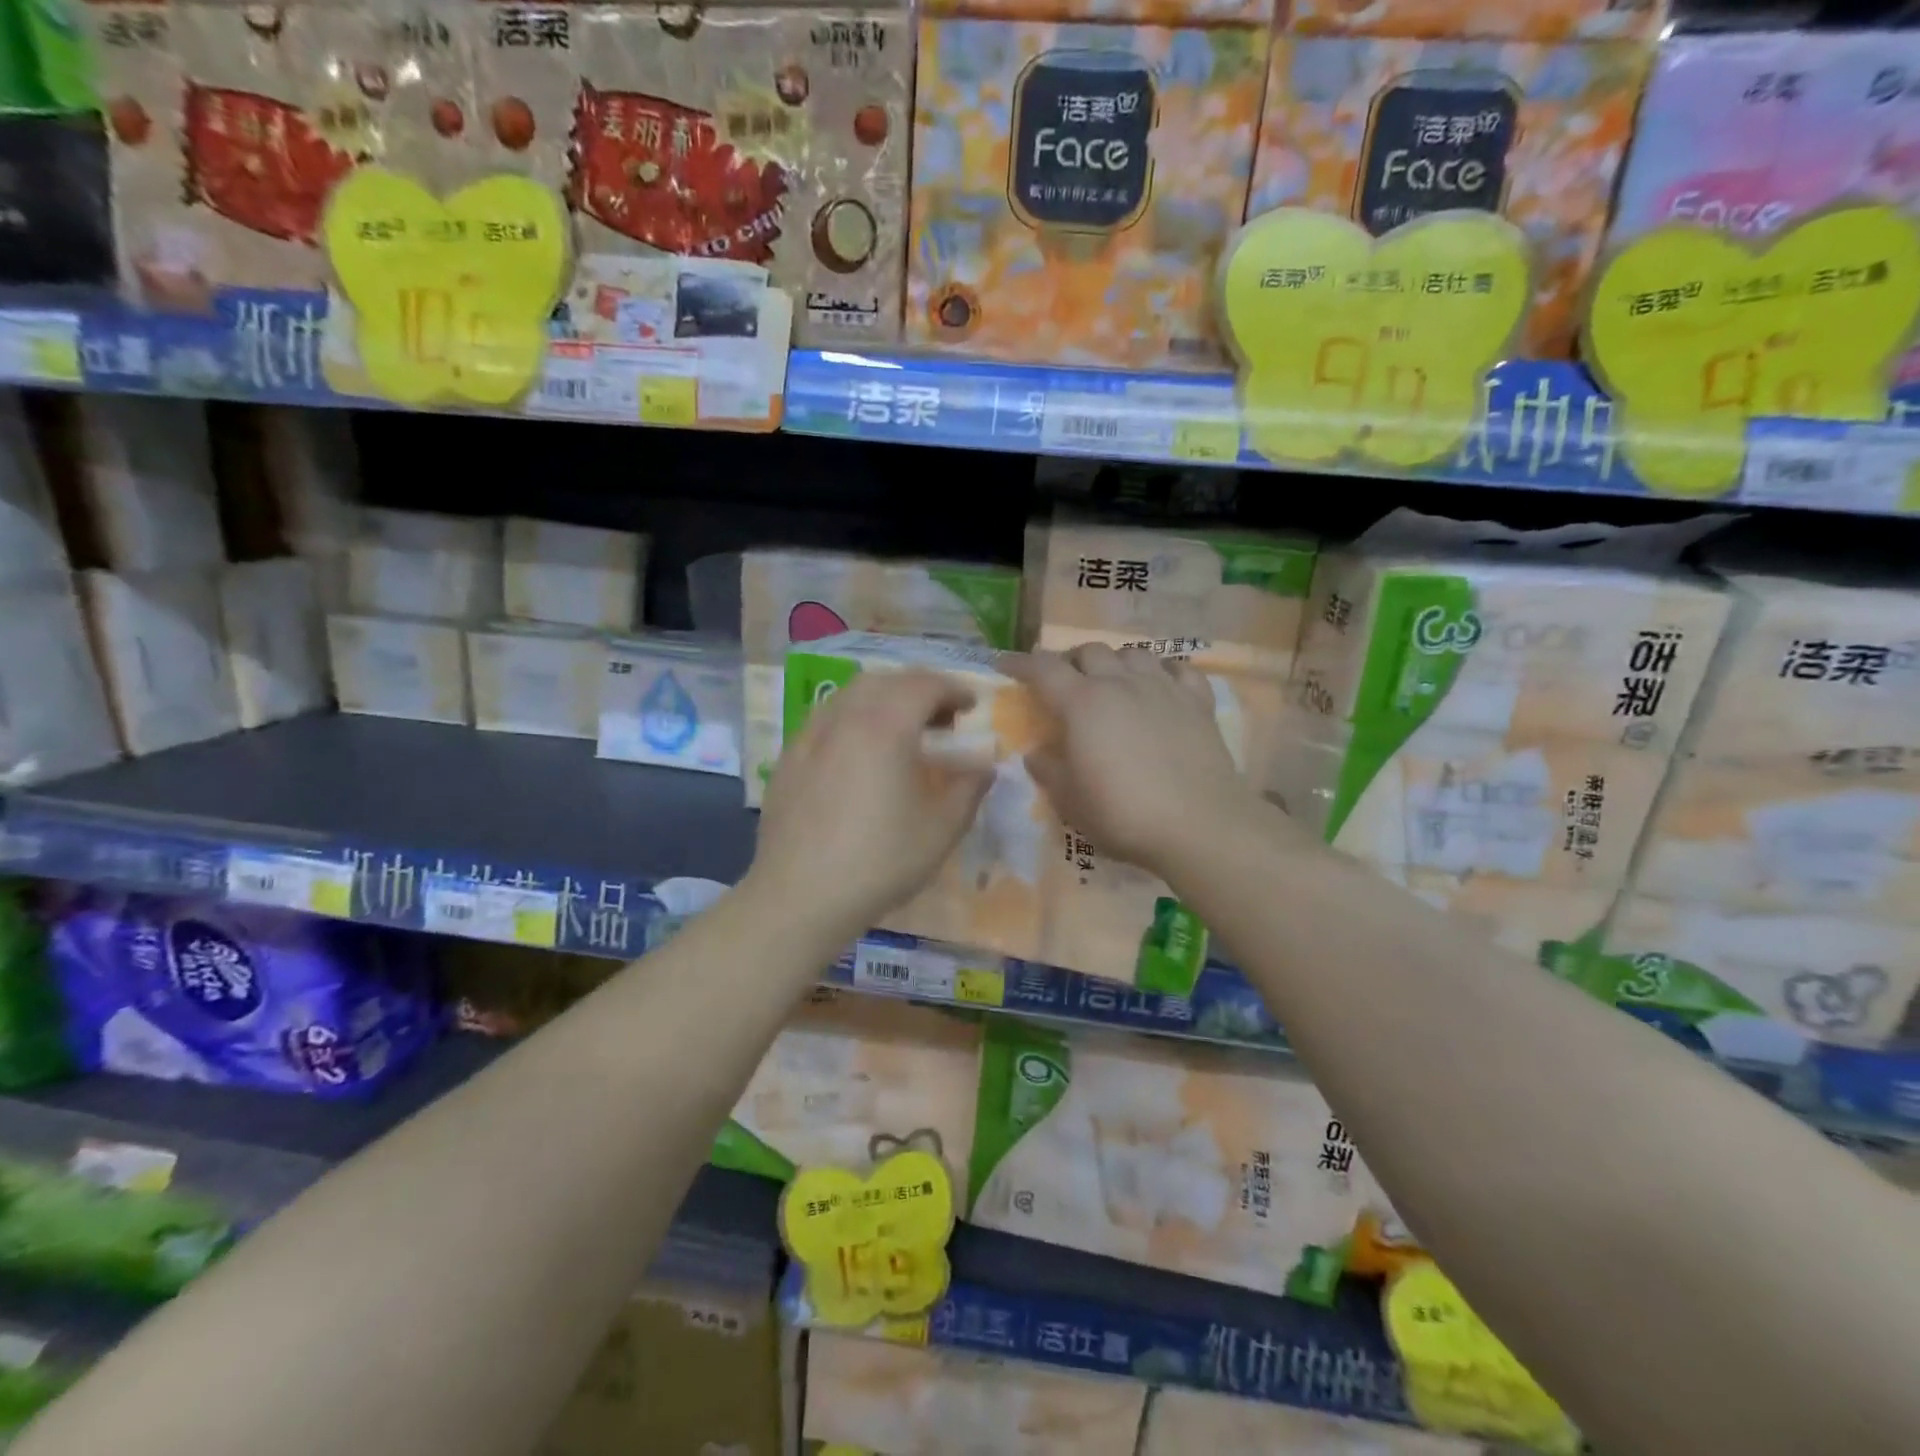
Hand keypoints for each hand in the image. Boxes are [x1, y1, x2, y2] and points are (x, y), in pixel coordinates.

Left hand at [747, 670, 991, 947]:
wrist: (800, 895)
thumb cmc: (881, 860)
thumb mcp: (942, 828)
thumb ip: (970, 789)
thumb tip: (984, 767)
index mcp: (886, 724)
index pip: (925, 685)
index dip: (955, 689)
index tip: (972, 706)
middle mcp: (845, 716)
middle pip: (886, 680)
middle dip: (919, 689)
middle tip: (941, 717)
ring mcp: (810, 735)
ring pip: (851, 695)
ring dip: (884, 700)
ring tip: (902, 731)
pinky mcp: (789, 757)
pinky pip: (828, 719)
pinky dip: (854, 719)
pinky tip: (860, 754)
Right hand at [1005, 645, 1251, 881]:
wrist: (1200, 825)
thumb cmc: (1123, 814)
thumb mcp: (1070, 801)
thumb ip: (1049, 770)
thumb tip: (1037, 753)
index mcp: (1082, 704)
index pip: (1043, 669)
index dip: (1020, 663)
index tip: (1005, 664)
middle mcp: (1121, 684)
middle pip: (1090, 651)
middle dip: (1070, 660)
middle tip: (1064, 683)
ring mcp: (1163, 688)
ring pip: (1134, 653)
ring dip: (1115, 662)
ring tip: (1112, 682)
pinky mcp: (1198, 703)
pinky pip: (1179, 670)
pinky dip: (1164, 672)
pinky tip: (1161, 687)